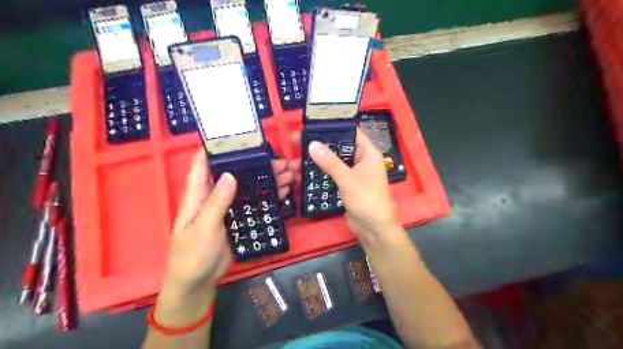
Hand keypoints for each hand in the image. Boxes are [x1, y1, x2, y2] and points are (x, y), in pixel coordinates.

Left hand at [155, 152, 292, 325]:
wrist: (199, 283)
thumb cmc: (192, 255)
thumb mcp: (203, 228)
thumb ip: (216, 202)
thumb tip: (230, 175)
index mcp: (197, 196)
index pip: (202, 166)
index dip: (213, 149)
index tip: (234, 137)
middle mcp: (213, 197)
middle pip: (234, 175)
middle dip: (253, 166)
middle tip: (278, 160)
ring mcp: (228, 209)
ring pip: (248, 189)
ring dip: (265, 181)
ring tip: (287, 174)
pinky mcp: (238, 220)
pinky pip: (254, 204)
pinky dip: (267, 197)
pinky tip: (281, 192)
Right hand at [306, 128, 397, 245]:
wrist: (373, 229)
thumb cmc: (367, 201)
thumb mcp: (348, 180)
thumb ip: (330, 162)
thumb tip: (312, 144)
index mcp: (367, 152)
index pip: (350, 131)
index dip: (332, 126)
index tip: (311, 125)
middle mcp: (360, 159)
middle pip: (338, 146)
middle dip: (319, 145)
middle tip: (296, 142)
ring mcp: (352, 172)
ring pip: (332, 161)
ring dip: (316, 161)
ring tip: (295, 161)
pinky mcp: (345, 183)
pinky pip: (331, 174)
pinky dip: (319, 173)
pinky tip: (303, 174)